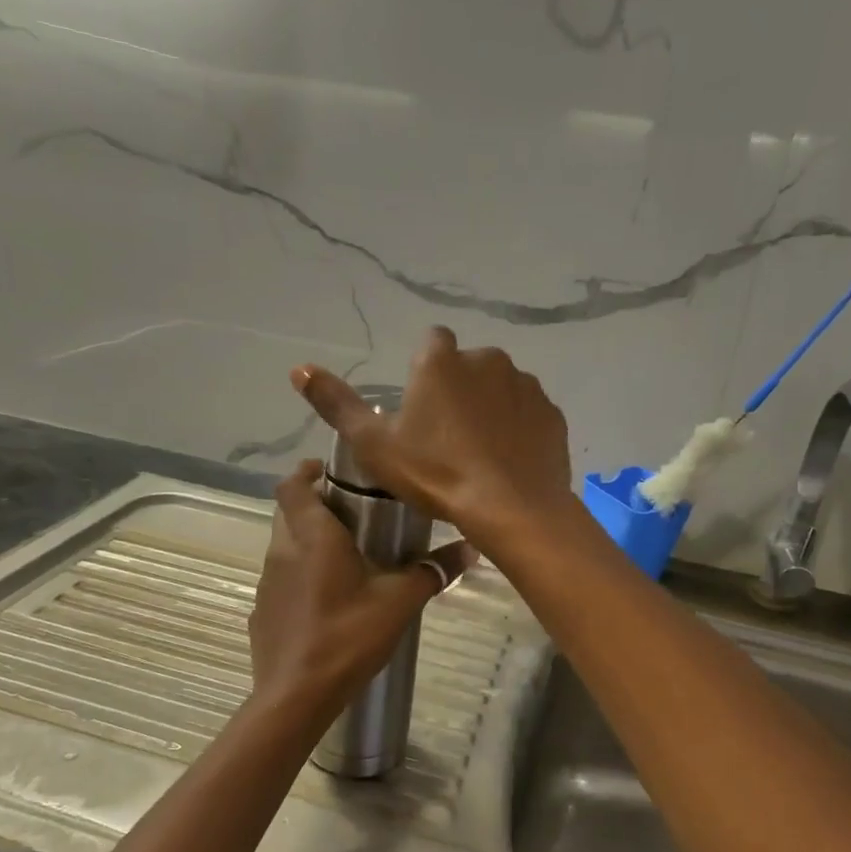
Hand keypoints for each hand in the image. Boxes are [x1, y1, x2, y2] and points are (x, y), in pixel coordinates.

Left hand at [249, 461, 474, 716]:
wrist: (295, 696)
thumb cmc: (347, 636)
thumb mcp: (398, 602)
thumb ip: (432, 572)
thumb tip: (471, 549)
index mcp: (312, 537)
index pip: (292, 485)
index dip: (305, 471)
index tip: (329, 470)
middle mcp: (282, 551)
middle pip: (289, 513)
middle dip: (314, 506)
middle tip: (352, 514)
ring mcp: (267, 583)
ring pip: (285, 547)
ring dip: (308, 543)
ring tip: (347, 558)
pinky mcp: (263, 612)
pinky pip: (282, 581)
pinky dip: (301, 578)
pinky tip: (328, 602)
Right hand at [290, 328, 572, 540]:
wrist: (512, 509)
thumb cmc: (436, 474)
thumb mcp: (374, 446)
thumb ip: (336, 404)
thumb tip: (298, 368)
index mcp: (442, 362)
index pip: (431, 343)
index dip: (424, 371)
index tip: (420, 406)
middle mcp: (488, 360)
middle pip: (467, 367)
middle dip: (458, 390)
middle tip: (446, 437)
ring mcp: (526, 385)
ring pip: (500, 388)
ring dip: (490, 408)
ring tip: (479, 453)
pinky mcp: (552, 414)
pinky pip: (528, 414)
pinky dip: (518, 428)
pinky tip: (508, 461)